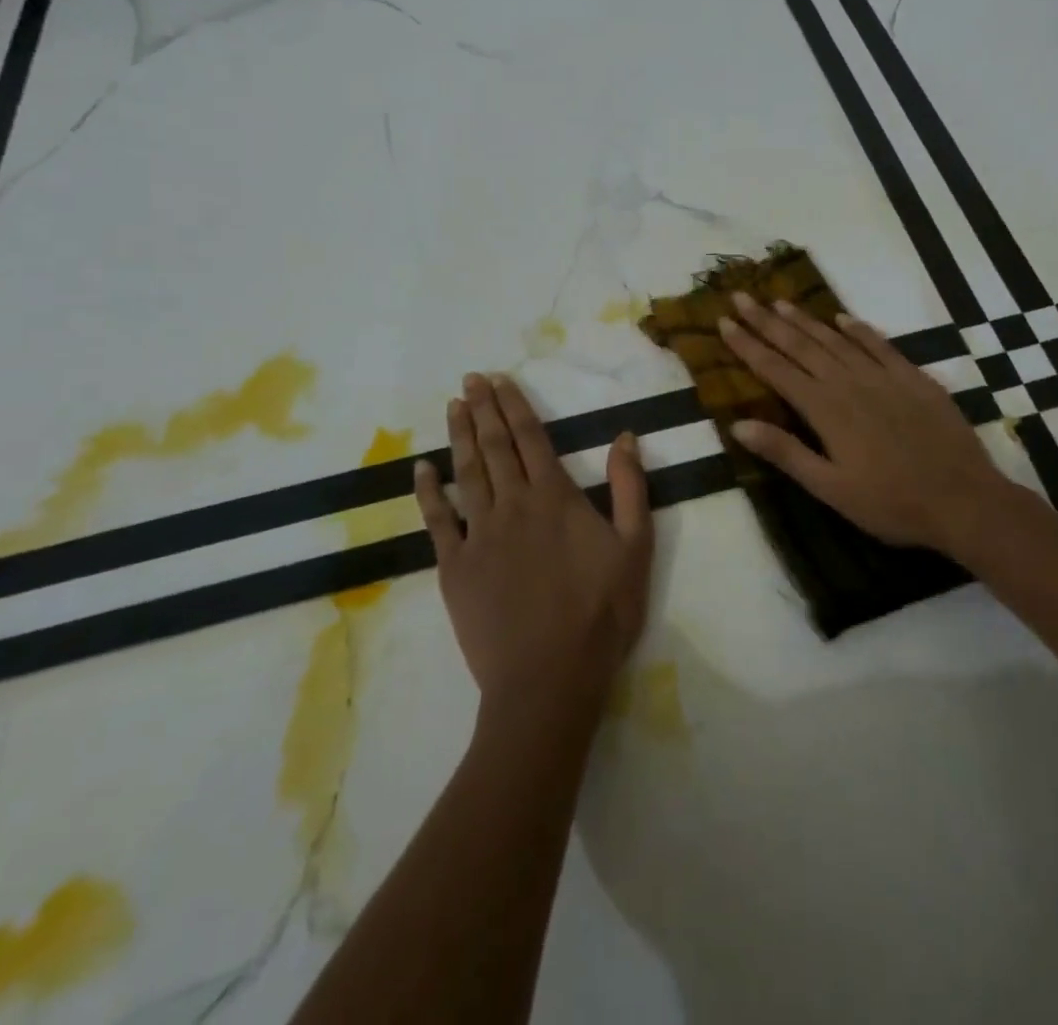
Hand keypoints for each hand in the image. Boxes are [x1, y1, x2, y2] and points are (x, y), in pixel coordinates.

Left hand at [414, 374, 653, 719]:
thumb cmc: (601, 613)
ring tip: (453, 406)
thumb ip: (629, 488)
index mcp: (554, 497)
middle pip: (493, 446)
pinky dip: (428, 492)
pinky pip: (437, 520)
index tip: (498, 380)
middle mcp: (513, 505)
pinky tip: (421, 469)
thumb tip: (625, 436)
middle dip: (482, 409)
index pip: (530, 438)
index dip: (514, 406)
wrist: (549, 678)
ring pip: (465, 473)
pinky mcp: (455, 567)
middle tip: (470, 379)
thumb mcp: (635, 547)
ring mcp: (479, 535)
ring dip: (458, 436)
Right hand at [719, 294, 1041, 561]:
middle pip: (800, 345)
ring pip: (835, 339)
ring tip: (780, 301)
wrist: (963, 500)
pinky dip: (859, 329)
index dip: (747, 345)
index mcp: (825, 410)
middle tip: (742, 296)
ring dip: (805, 320)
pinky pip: (880, 344)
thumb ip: (785, 453)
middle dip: (767, 320)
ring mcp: (883, 376)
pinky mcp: (913, 378)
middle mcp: (849, 383)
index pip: (775, 369)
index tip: (724, 321)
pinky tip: (843, 318)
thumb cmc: (891, 503)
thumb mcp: (830, 488)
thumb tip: (738, 424)